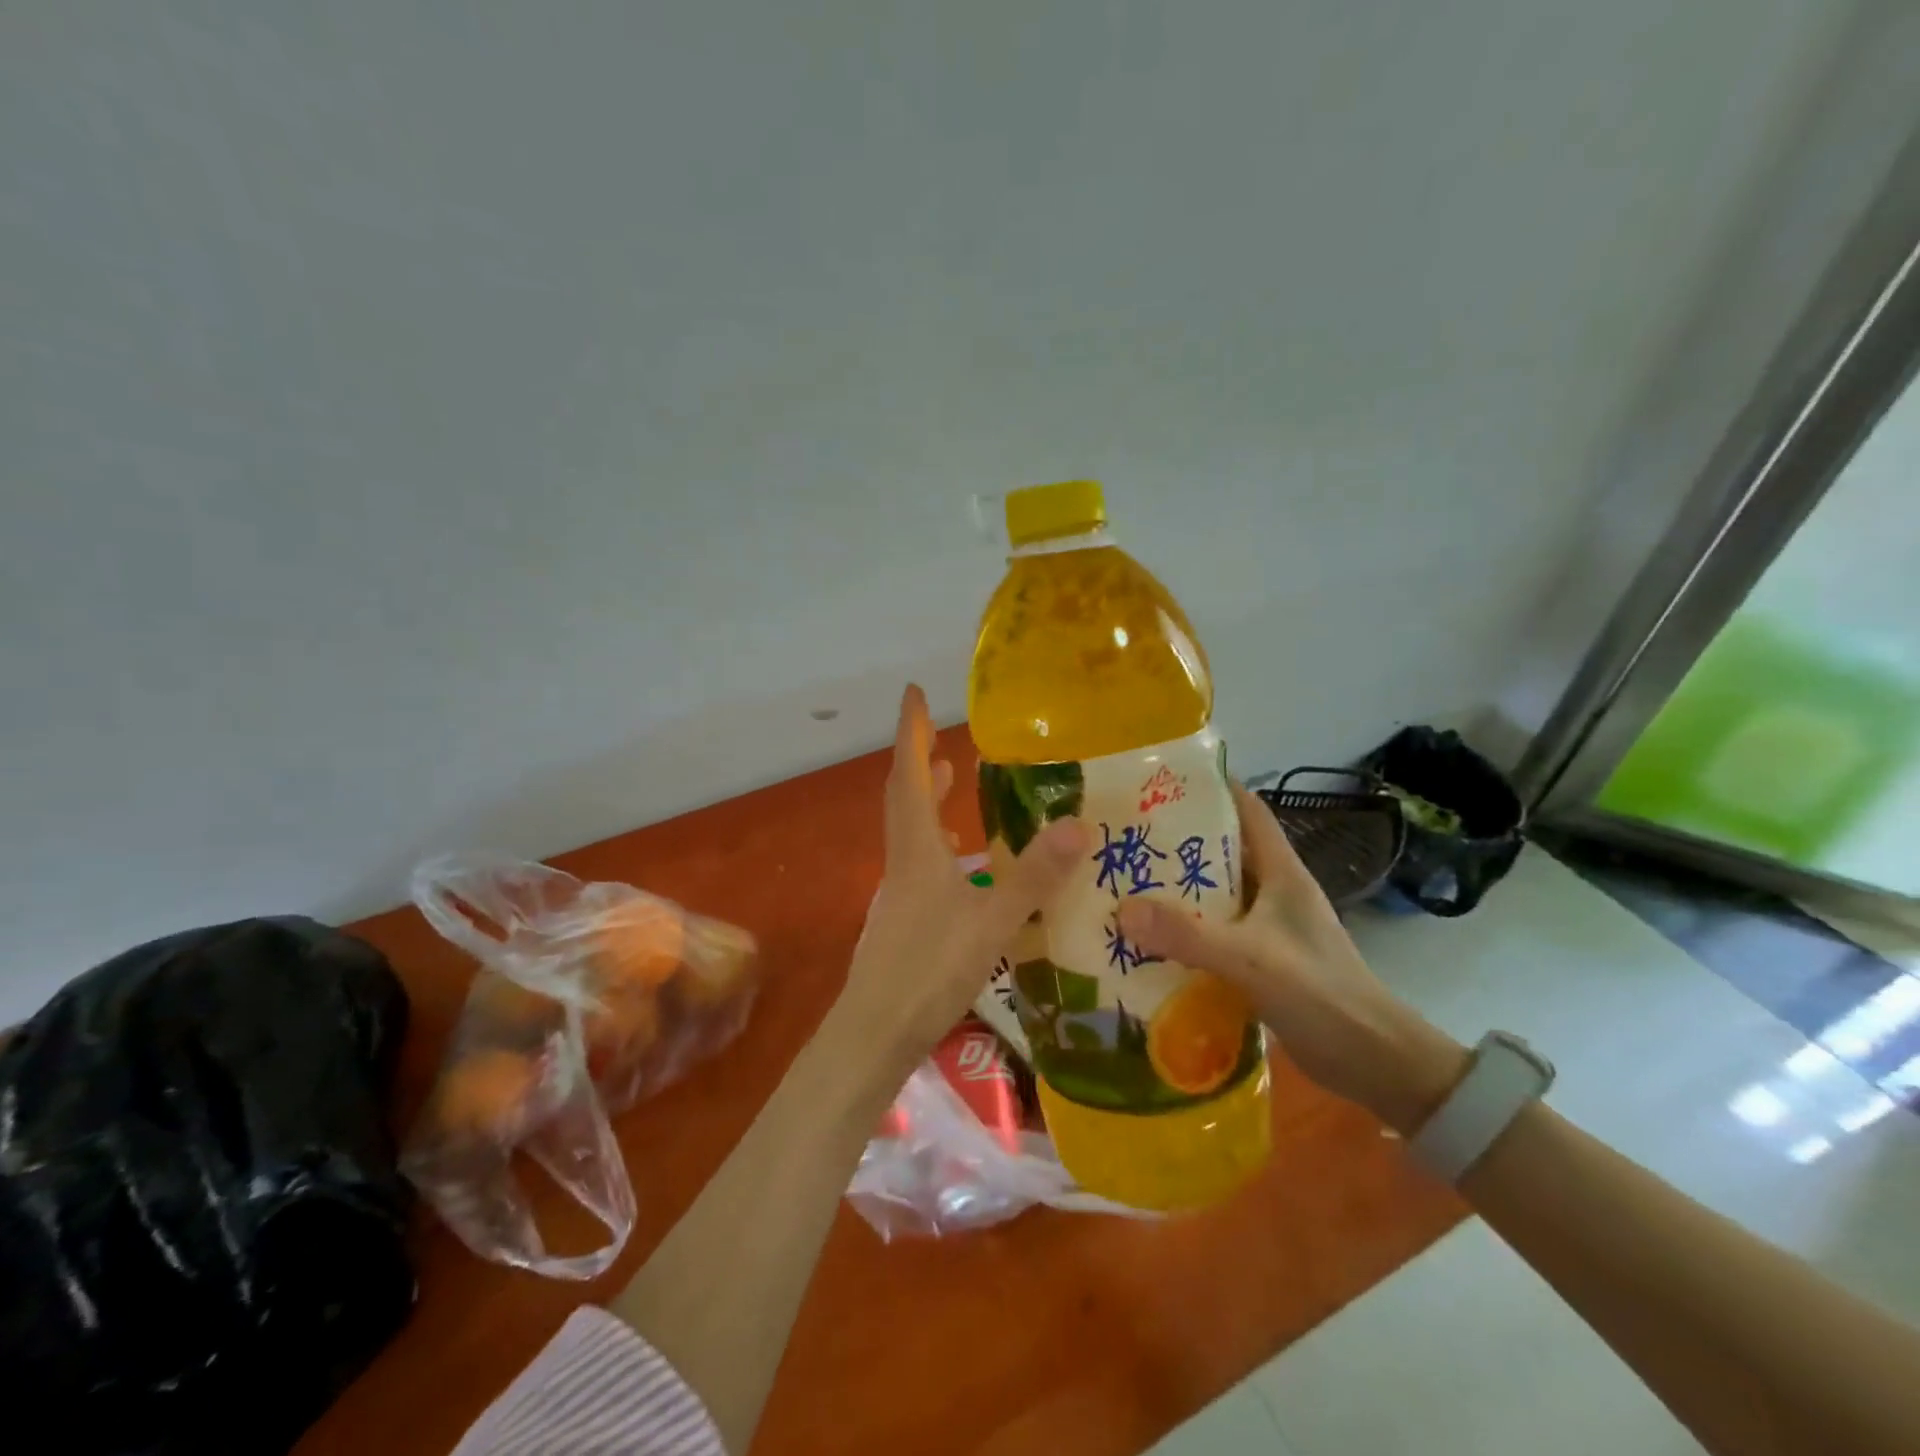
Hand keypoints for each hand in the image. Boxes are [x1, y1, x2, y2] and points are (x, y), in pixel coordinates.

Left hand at [836, 685, 1088, 1068]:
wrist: (874, 1034)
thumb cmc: (928, 973)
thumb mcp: (990, 923)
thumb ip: (1033, 877)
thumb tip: (1077, 824)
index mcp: (916, 850)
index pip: (910, 775)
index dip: (911, 732)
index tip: (912, 692)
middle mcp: (902, 862)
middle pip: (904, 796)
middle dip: (919, 758)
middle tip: (938, 733)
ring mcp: (899, 892)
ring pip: (910, 829)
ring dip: (927, 797)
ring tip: (953, 779)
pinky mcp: (903, 919)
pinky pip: (920, 860)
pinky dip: (937, 840)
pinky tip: (963, 862)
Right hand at [1117, 782, 1467, 1133]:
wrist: (1374, 1063)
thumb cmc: (1321, 994)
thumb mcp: (1250, 959)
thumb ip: (1187, 935)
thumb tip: (1122, 910)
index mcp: (1282, 873)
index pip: (1248, 810)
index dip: (1212, 788)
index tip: (1160, 782)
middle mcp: (1275, 892)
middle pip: (1222, 851)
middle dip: (1176, 842)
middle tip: (1125, 837)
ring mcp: (1269, 929)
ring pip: (1215, 896)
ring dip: (1176, 891)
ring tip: (1125, 885)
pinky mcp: (1262, 963)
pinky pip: (1214, 935)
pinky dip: (1184, 933)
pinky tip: (1149, 941)